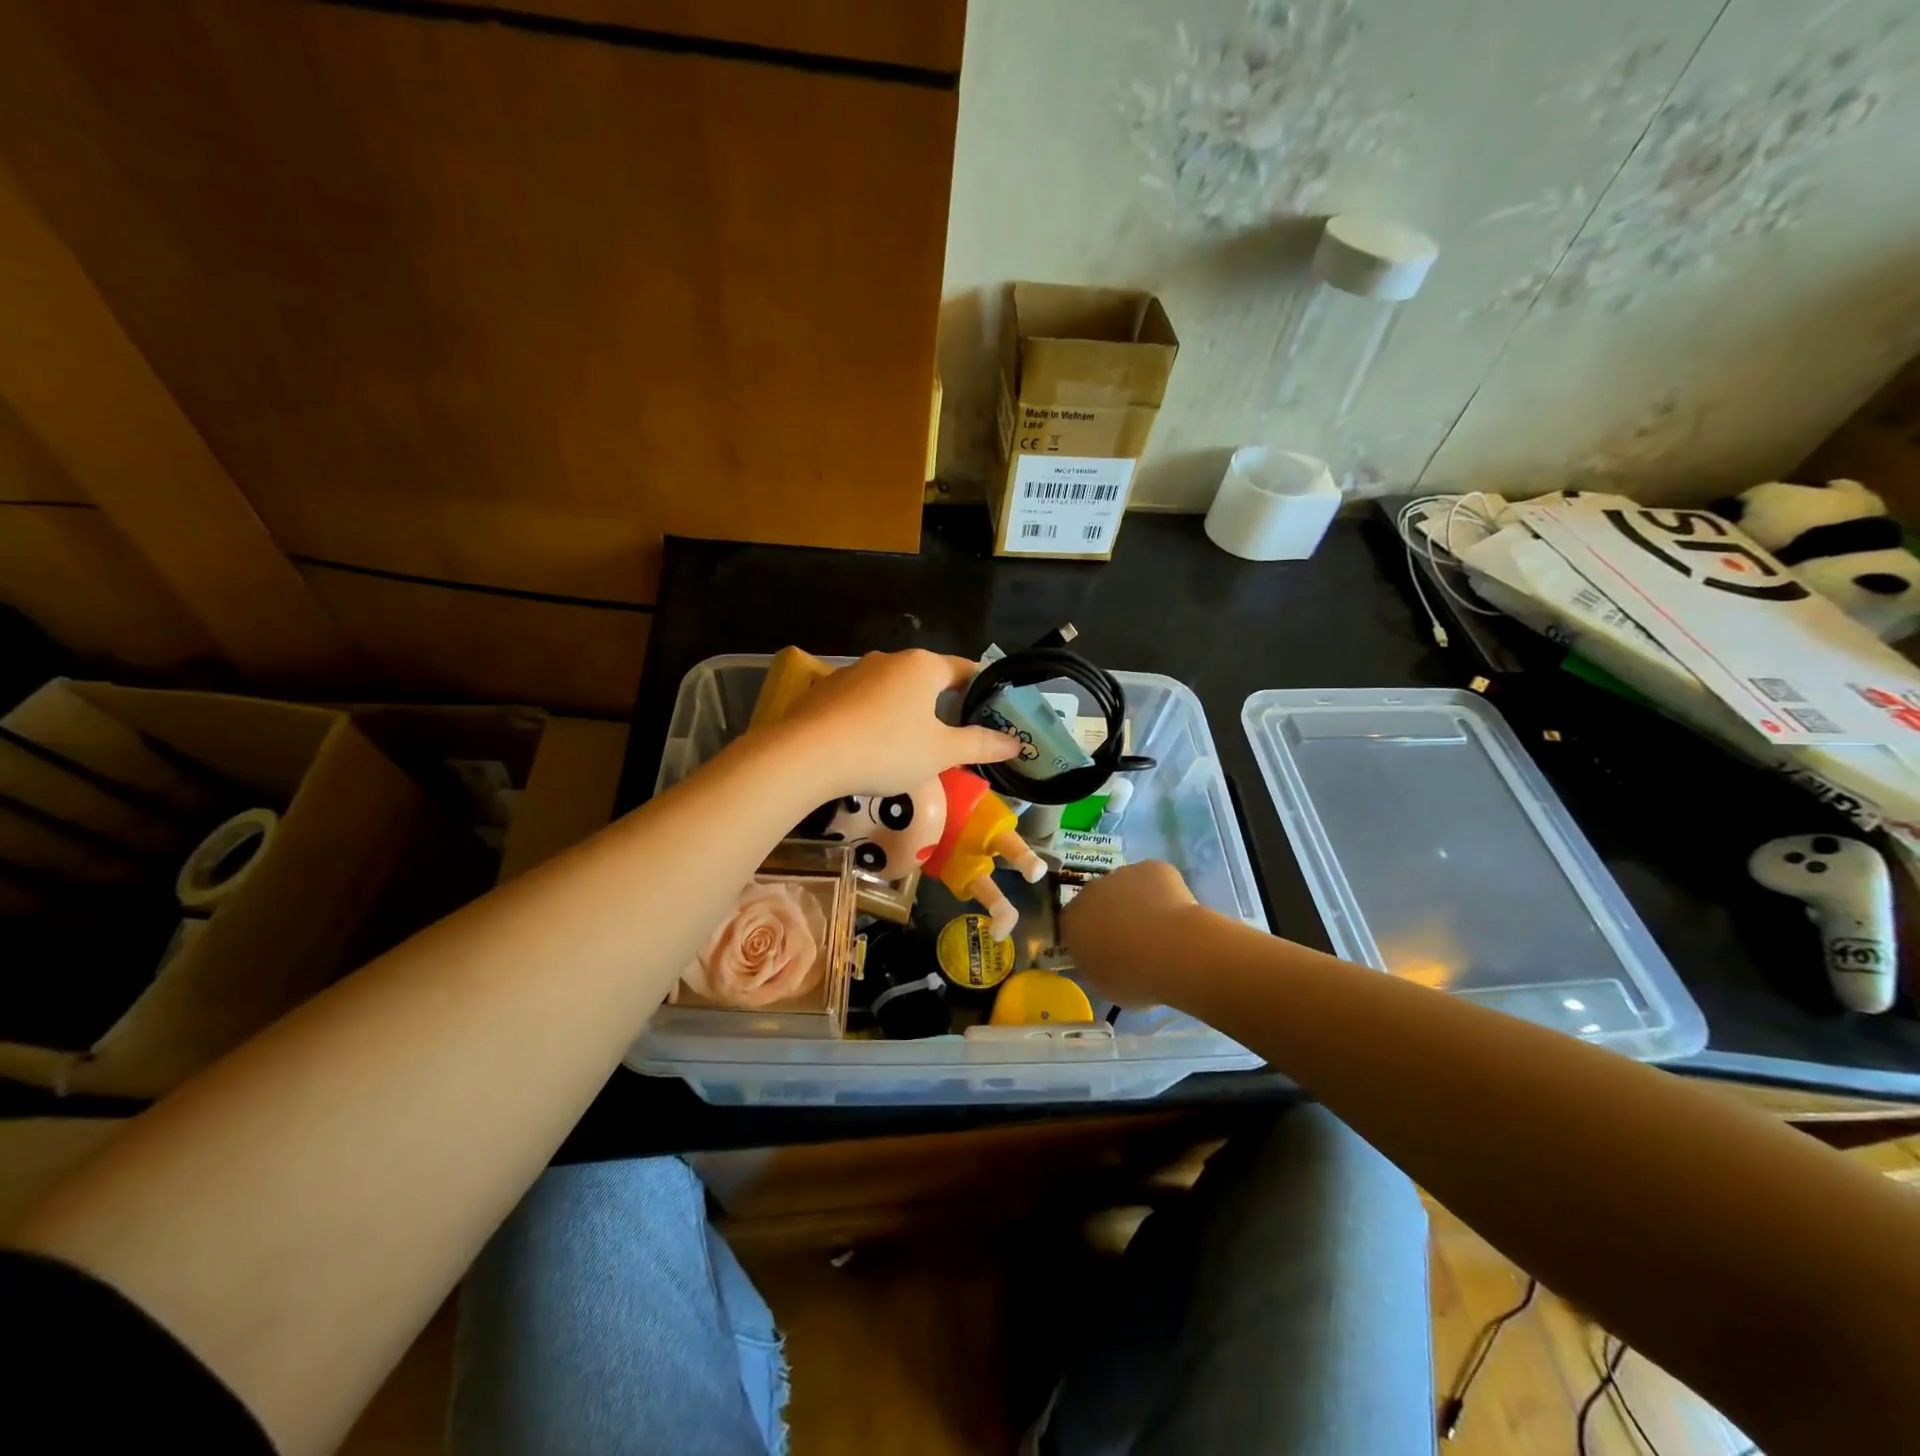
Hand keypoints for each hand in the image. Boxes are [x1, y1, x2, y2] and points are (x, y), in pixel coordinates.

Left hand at [774, 649, 1020, 796]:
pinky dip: (873, 718)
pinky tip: (869, 746)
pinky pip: (861, 702)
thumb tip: (1015, 744)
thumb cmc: (886, 749)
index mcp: (923, 665)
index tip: (991, 712)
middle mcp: (889, 659)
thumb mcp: (941, 752)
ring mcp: (853, 672)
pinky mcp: (825, 690)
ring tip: (910, 746)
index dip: (982, 690)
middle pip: (927, 679)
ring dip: (905, 712)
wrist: (808, 755)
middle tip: (954, 736)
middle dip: (942, 704)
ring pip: (892, 690)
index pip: (965, 669)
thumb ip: (980, 745)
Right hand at [1061, 860, 1200, 1005]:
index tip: (1106, 951)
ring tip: (1160, 929)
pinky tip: (1176, 915)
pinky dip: (1162, 892)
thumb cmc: (1134, 976)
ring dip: (1137, 902)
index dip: (1090, 936)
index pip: (1072, 924)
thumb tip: (1100, 956)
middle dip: (1112, 915)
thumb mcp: (1103, 983)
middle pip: (1098, 900)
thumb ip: (1094, 964)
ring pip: (1126, 887)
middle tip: (1134, 940)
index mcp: (1072, 920)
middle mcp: (1091, 890)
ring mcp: (1122, 873)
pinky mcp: (1152, 866)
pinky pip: (1154, 879)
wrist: (1174, 950)